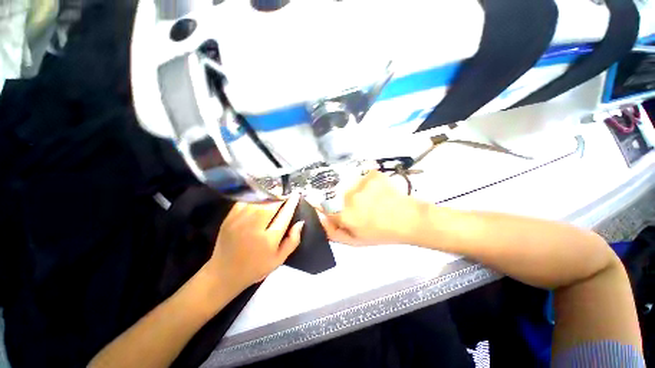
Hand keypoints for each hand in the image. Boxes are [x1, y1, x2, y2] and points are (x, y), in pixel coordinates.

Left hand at [206, 194, 303, 293]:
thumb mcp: (279, 259)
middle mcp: (254, 228)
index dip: (291, 203)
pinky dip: (255, 197)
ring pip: (258, 201)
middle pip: (271, 205)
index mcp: (268, 240)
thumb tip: (300, 222)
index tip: (296, 195)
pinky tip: (260, 199)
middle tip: (286, 195)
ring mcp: (240, 222)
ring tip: (275, 195)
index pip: (284, 215)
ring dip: (269, 196)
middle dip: (280, 197)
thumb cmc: (256, 267)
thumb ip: (292, 241)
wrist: (224, 274)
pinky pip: (245, 202)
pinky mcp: (229, 218)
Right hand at [320, 171, 419, 245]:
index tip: (324, 205)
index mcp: (345, 215)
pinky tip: (379, 192)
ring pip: (353, 186)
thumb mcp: (356, 241)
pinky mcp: (372, 175)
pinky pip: (364, 179)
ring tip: (373, 200)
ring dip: (359, 192)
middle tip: (363, 208)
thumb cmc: (382, 233)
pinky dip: (369, 184)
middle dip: (348, 202)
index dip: (322, 205)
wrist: (408, 218)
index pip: (323, 206)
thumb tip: (321, 220)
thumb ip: (334, 232)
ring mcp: (361, 183)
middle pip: (340, 196)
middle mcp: (349, 197)